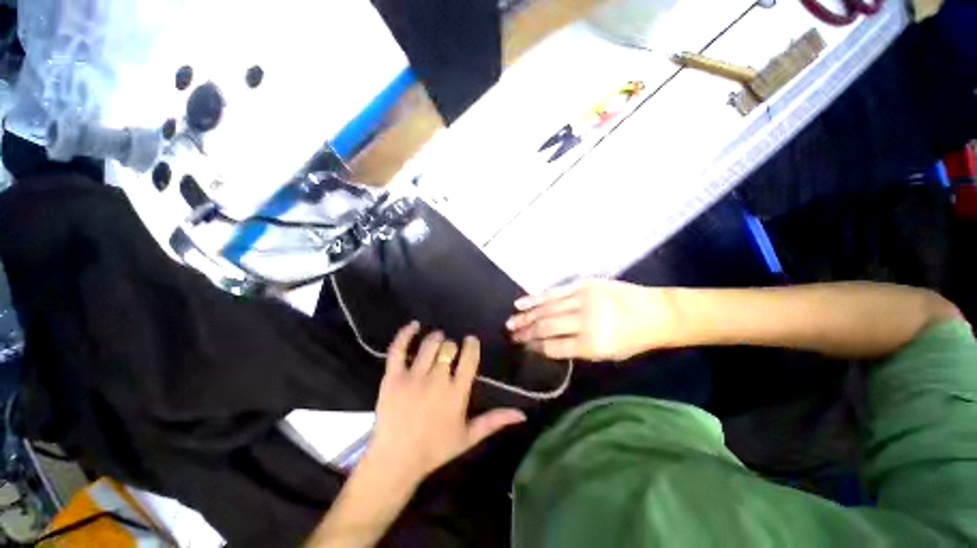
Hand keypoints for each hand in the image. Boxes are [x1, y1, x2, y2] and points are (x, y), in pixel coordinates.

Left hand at [366, 322, 525, 485]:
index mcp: (457, 392)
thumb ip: (494, 421)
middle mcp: (437, 379)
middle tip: (450, 349)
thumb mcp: (468, 437)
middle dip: (452, 345)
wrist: (395, 460)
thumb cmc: (435, 449)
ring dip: (436, 338)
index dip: (472, 344)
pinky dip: (406, 333)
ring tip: (438, 339)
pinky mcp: (393, 377)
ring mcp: (414, 377)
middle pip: (449, 348)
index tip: (471, 340)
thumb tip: (522, 414)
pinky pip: (398, 349)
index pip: (469, 358)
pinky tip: (414, 324)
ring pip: (429, 345)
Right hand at [507, 279, 677, 360]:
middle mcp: (585, 320)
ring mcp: (582, 299)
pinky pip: (554, 291)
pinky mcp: (583, 284)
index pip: (553, 347)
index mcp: (592, 344)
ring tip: (510, 322)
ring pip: (546, 308)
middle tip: (511, 335)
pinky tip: (520, 303)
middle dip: (525, 333)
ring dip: (525, 316)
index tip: (523, 348)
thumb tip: (545, 346)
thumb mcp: (607, 355)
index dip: (535, 348)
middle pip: (546, 327)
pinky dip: (535, 298)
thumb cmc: (633, 339)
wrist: (656, 312)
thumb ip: (575, 350)